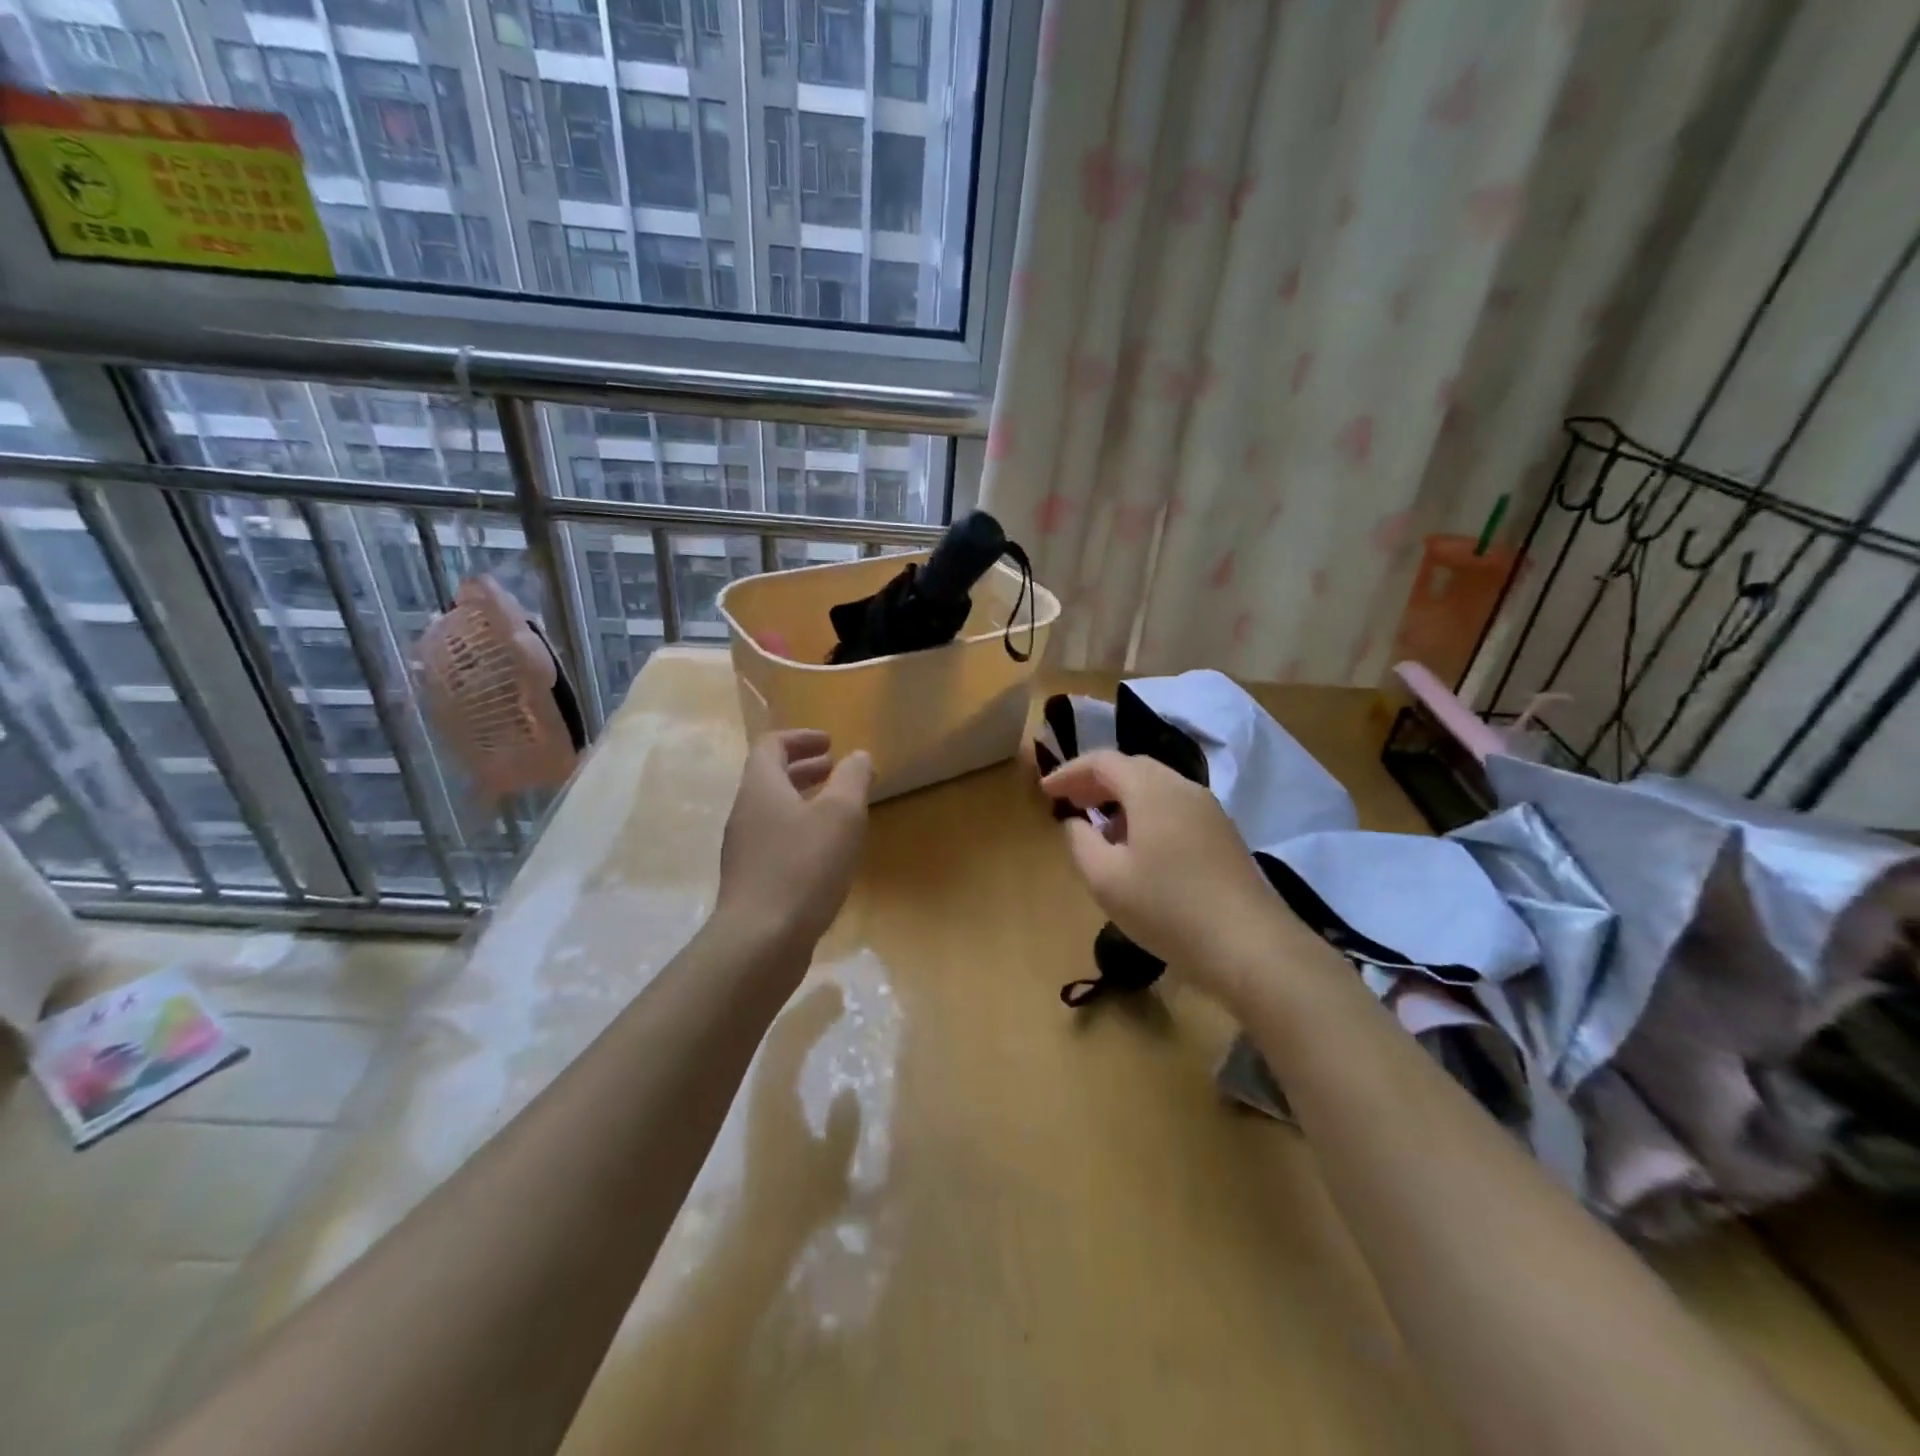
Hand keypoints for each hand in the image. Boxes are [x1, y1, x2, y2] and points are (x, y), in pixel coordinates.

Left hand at [717, 729, 872, 952]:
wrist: (761, 941)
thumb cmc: (804, 867)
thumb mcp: (841, 815)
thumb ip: (852, 779)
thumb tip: (858, 757)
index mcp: (761, 787)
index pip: (771, 745)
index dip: (800, 738)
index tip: (831, 743)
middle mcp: (745, 813)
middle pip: (769, 778)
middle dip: (805, 768)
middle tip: (836, 770)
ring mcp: (744, 850)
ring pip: (773, 811)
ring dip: (804, 801)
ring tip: (837, 810)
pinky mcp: (751, 881)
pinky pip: (775, 841)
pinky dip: (800, 832)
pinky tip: (826, 854)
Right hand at [1042, 749, 1295, 1004]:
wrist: (1250, 946)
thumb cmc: (1168, 909)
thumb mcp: (1106, 879)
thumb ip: (1080, 842)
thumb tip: (1076, 822)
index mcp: (1151, 790)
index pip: (1103, 762)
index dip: (1069, 772)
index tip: (1045, 791)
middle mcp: (1183, 788)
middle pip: (1132, 768)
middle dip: (1096, 782)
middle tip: (1070, 803)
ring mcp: (1209, 810)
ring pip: (1156, 788)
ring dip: (1122, 799)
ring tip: (1100, 828)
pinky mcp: (1223, 835)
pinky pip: (1175, 808)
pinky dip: (1146, 814)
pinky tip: (1139, 848)